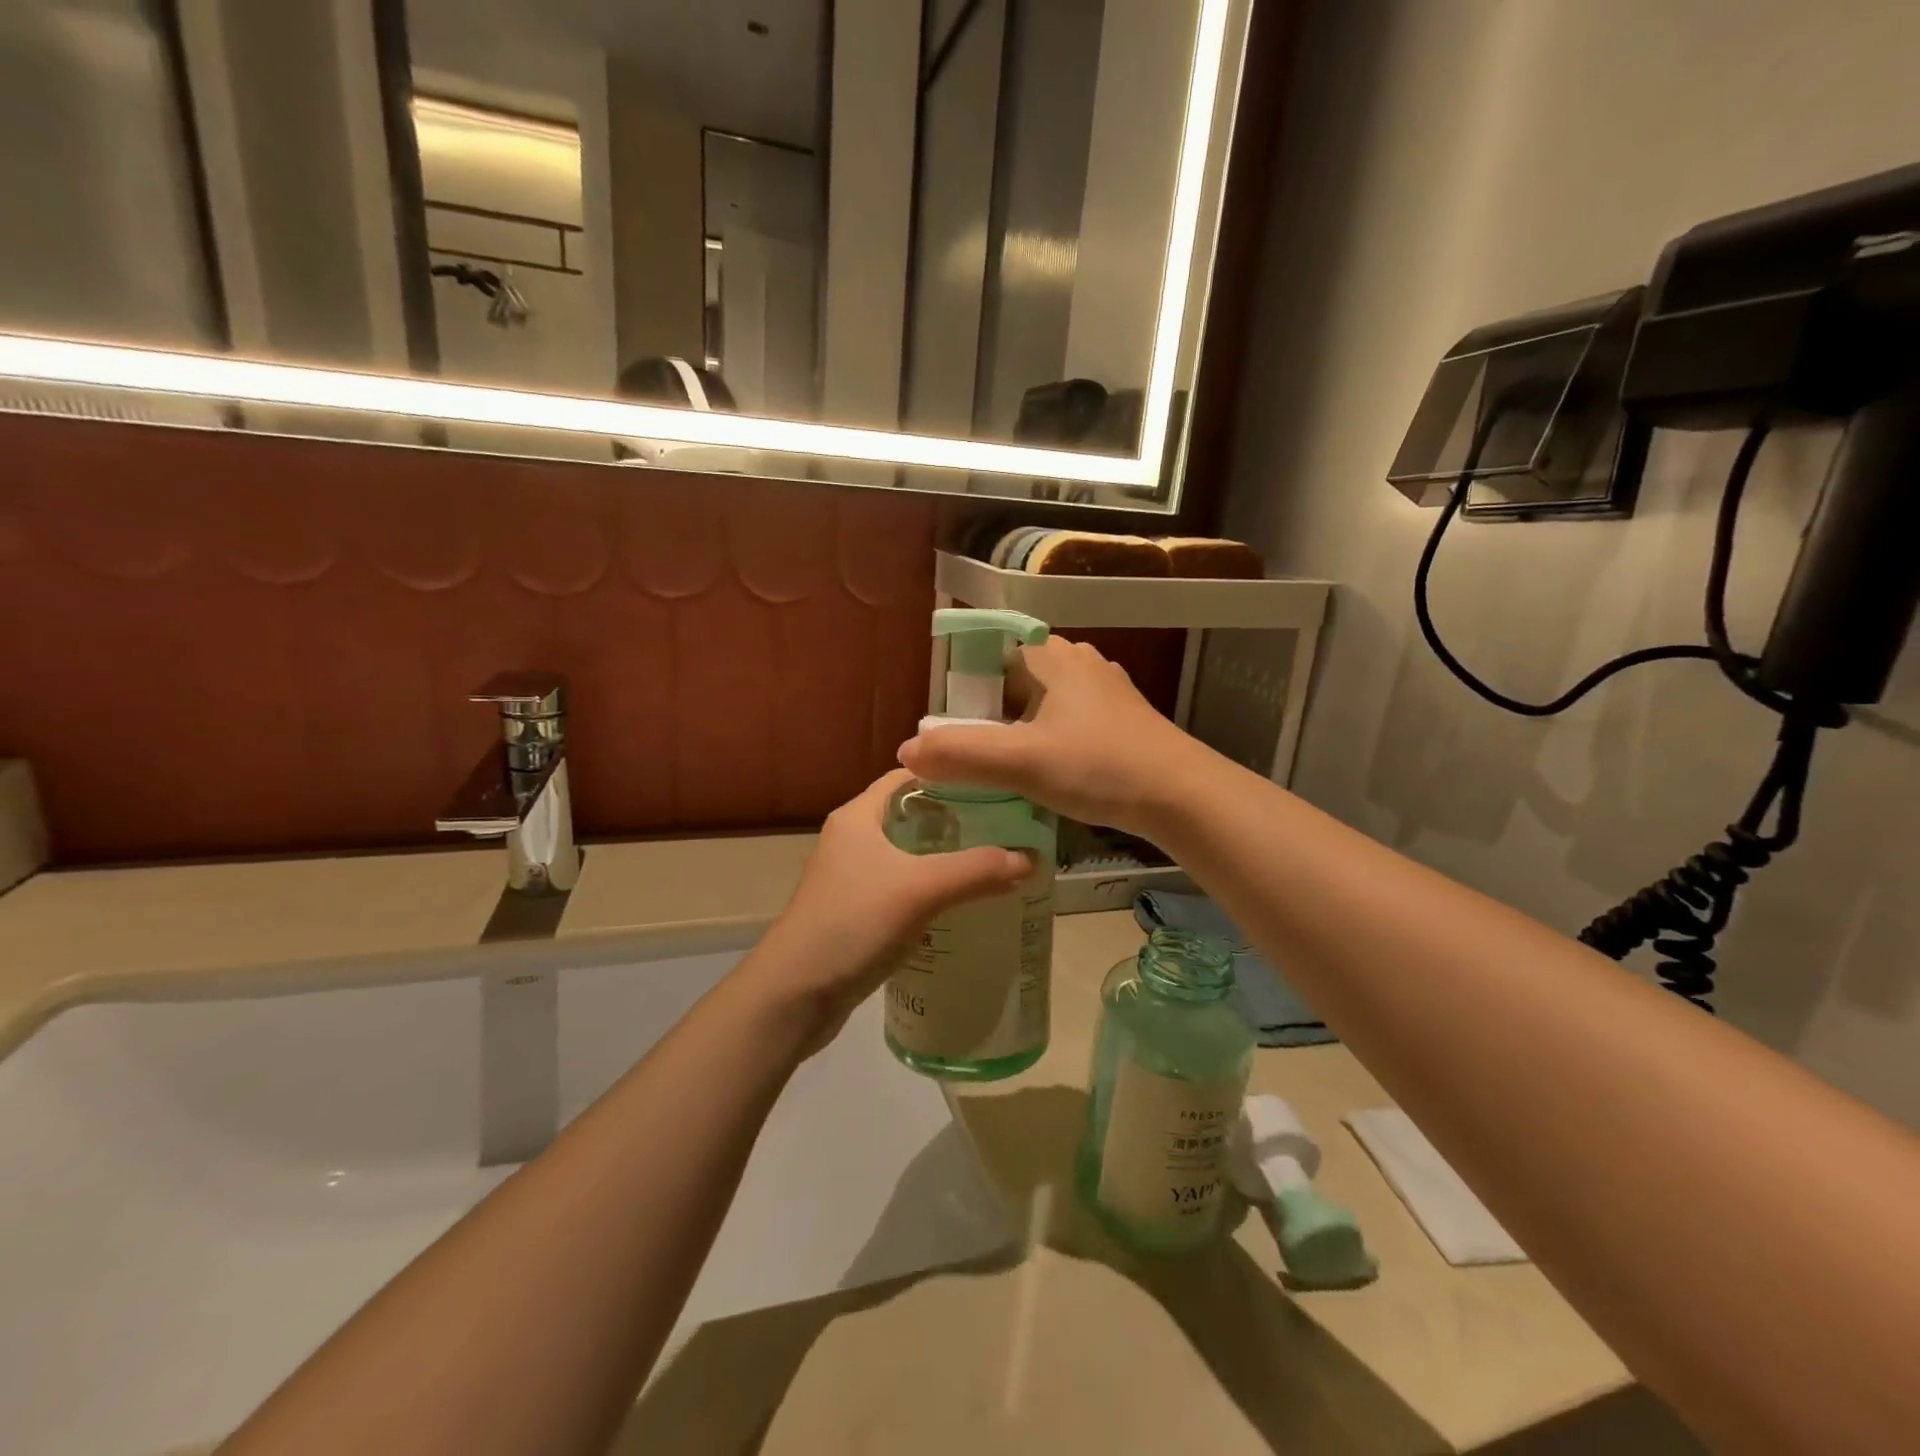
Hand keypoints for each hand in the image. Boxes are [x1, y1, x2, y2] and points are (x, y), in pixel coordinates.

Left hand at [740, 769, 1031, 1054]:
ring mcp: (852, 879)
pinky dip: (931, 892)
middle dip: (956, 821)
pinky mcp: (856, 913)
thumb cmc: (853, 924)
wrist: (794, 995)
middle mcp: (852, 839)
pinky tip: (962, 906)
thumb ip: (976, 870)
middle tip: (1005, 828)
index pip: (907, 777)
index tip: (995, 786)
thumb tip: (1031, 858)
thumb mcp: (920, 890)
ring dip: (945, 859)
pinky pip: (902, 890)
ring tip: (993, 864)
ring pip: (908, 856)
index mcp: (858, 816)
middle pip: (911, 817)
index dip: (949, 775)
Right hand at [898, 637, 1200, 836]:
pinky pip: (1068, 721)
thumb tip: (906, 752)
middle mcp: (1078, 662)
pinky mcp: (1121, 719)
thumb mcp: (1022, 763)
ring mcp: (1104, 690)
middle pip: (1013, 680)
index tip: (950, 729)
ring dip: (1018, 731)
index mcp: (1051, 657)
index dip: (963, 689)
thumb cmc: (1098, 766)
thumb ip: (961, 755)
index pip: (990, 654)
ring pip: (1042, 703)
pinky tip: (1045, 773)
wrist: (1181, 795)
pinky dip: (1048, 741)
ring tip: (1002, 768)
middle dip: (988, 714)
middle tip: (970, 755)